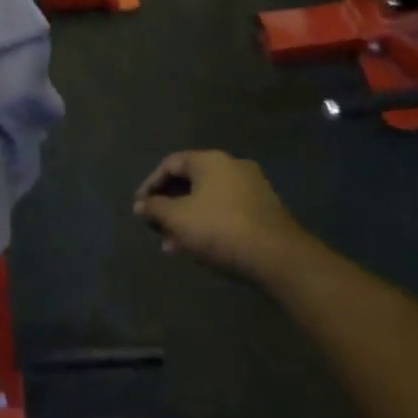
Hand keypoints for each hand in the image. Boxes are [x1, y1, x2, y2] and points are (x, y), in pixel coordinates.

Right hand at [133, 151, 303, 277]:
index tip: (140, 207)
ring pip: (208, 200)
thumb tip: (140, 205)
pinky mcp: (264, 210)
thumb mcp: (177, 219)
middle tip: (156, 227)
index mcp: (211, 160)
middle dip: (169, 206)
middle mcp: (233, 166)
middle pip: (191, 182)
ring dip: (187, 219)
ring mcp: (252, 188)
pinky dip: (207, 224)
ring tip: (173, 245)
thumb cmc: (219, 228)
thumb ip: (155, 208)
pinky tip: (198, 247)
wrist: (278, 256)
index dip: (150, 184)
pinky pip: (226, 211)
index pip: (171, 164)